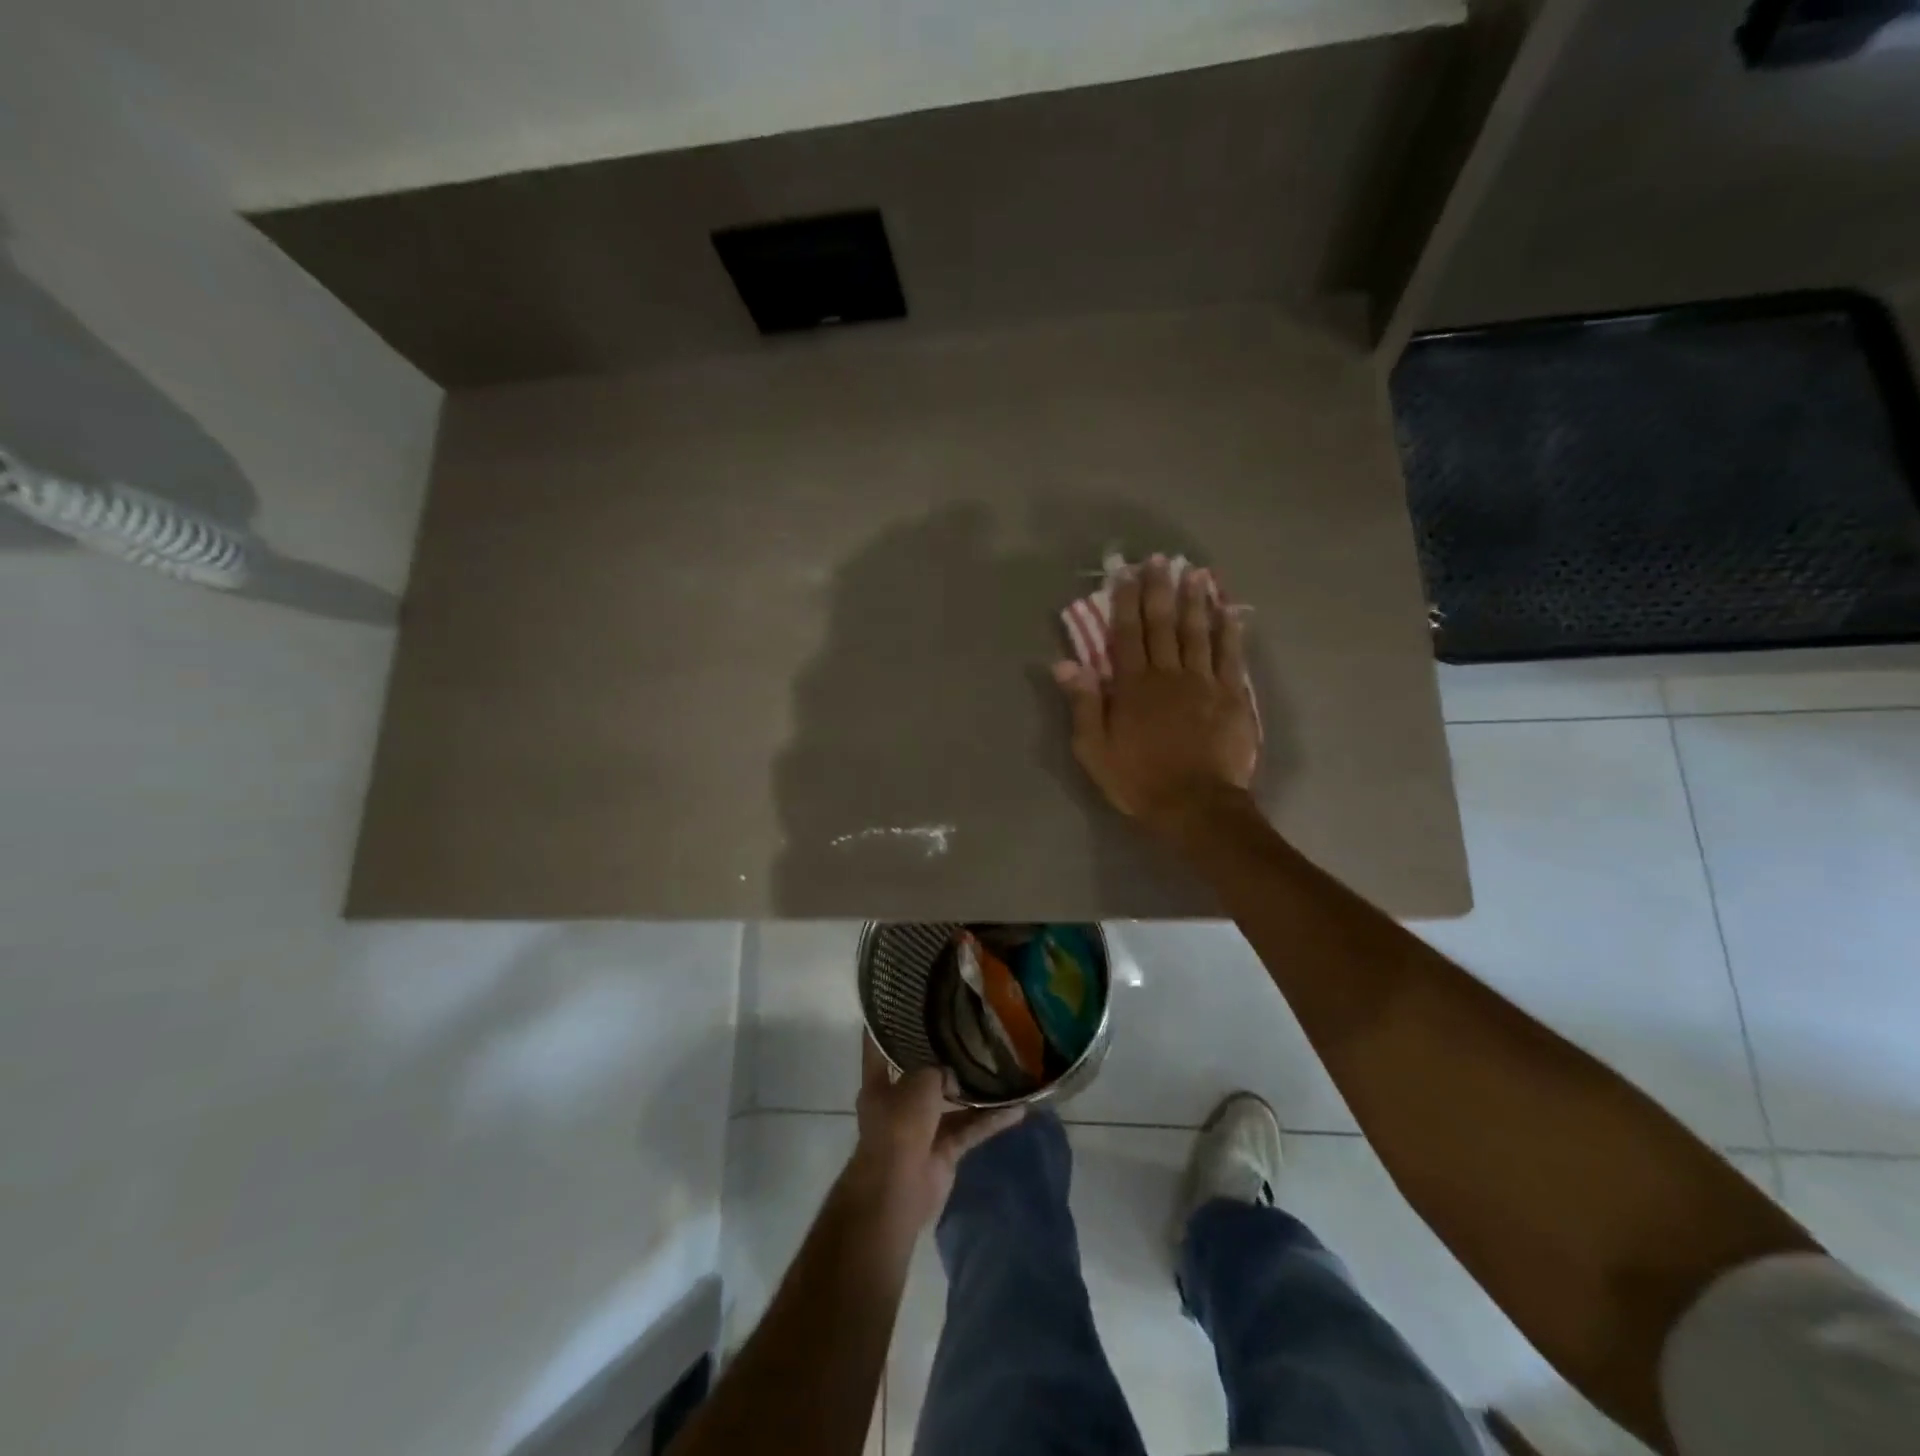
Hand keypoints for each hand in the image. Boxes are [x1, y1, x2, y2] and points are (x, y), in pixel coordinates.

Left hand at [847, 1036, 1025, 1232]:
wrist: (898, 1190)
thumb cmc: (898, 1126)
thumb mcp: (918, 1083)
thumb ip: (937, 1069)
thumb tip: (954, 1071)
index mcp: (879, 1084)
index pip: (878, 1046)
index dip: (888, 1025)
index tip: (905, 1001)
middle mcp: (898, 1103)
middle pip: (923, 1074)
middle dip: (944, 1058)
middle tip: (970, 1031)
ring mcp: (922, 1128)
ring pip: (952, 1103)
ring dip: (975, 1091)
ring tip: (1003, 1066)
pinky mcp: (944, 1151)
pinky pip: (970, 1129)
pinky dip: (990, 1121)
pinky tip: (1018, 1109)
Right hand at [1053, 555, 1259, 836]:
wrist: (1196, 806)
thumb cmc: (1138, 780)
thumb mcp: (1095, 749)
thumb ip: (1084, 704)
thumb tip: (1066, 663)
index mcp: (1132, 686)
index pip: (1126, 634)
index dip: (1125, 601)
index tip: (1126, 572)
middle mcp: (1168, 674)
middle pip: (1163, 624)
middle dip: (1160, 589)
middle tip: (1162, 559)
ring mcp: (1204, 682)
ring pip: (1198, 632)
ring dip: (1196, 600)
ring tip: (1196, 572)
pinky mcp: (1232, 696)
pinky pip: (1231, 655)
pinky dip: (1230, 631)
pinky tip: (1230, 610)